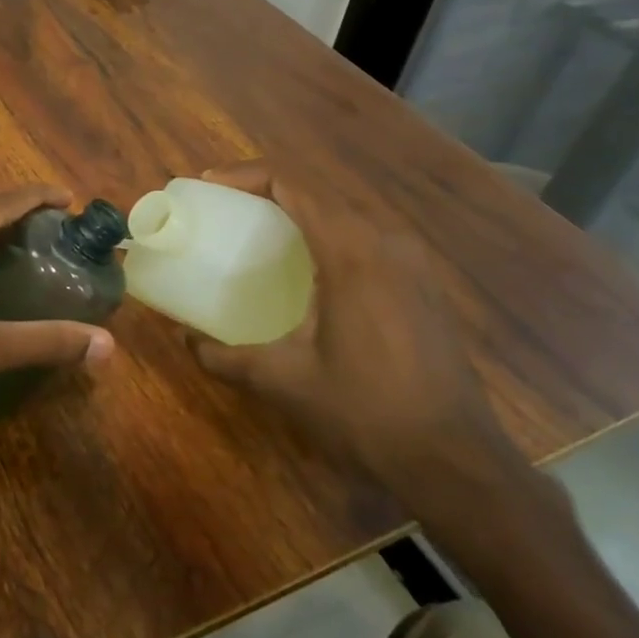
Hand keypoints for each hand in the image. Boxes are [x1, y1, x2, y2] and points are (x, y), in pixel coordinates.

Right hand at [187, 162, 526, 505]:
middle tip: (226, 209)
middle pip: (320, 193)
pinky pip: (367, 238)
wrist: (456, 461)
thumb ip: (223, 356)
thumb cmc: (364, 411)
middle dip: (268, 191)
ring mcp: (413, 263)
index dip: (247, 175)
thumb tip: (183, 340)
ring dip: (301, 212)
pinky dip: (328, 235)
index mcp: (352, 253)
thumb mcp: (282, 381)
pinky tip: (308, 269)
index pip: (295, 185)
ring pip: (346, 214)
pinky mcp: (423, 285)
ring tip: (260, 232)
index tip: (210, 186)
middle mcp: (387, 244)